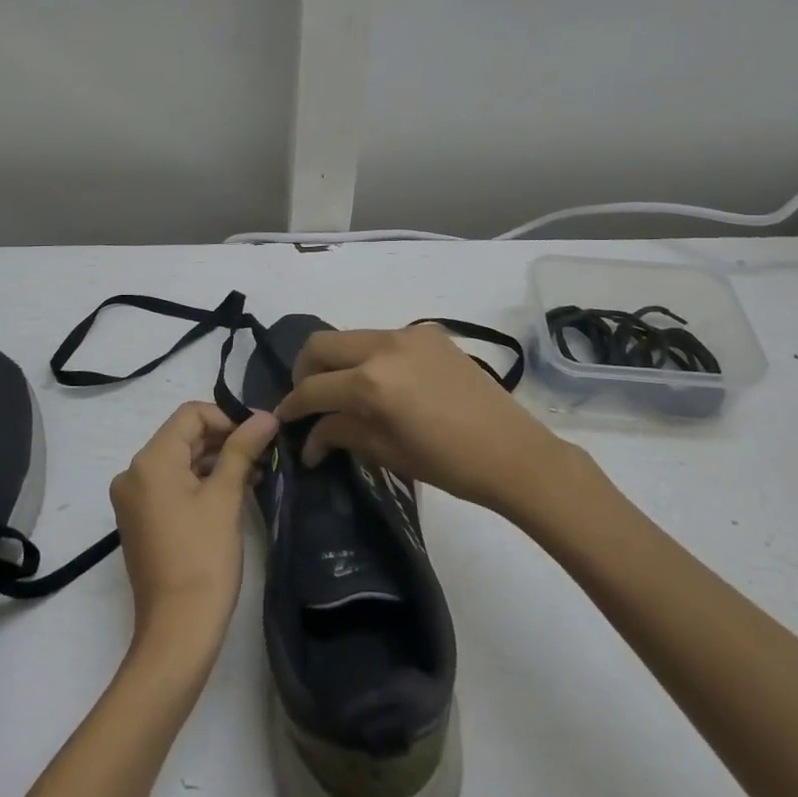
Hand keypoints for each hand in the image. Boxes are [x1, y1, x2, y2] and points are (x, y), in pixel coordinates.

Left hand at [109, 403, 278, 658]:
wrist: (177, 631)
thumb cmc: (203, 558)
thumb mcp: (226, 497)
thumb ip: (243, 449)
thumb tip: (266, 415)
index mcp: (150, 461)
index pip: (191, 415)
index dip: (227, 418)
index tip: (259, 436)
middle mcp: (133, 473)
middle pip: (184, 436)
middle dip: (224, 440)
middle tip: (264, 455)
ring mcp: (134, 499)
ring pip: (180, 461)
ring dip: (216, 462)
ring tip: (255, 475)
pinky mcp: (141, 520)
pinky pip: (172, 485)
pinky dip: (201, 483)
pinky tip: (233, 493)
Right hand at [273, 324, 567, 511]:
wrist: (513, 452)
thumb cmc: (449, 464)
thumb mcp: (387, 452)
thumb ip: (342, 433)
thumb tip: (309, 439)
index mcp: (372, 381)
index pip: (314, 388)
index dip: (292, 405)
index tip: (283, 420)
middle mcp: (384, 345)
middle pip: (321, 344)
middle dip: (304, 371)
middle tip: (308, 399)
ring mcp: (408, 334)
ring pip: (350, 337)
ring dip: (336, 361)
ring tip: (342, 392)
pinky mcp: (428, 333)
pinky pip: (382, 338)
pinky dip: (367, 356)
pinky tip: (379, 383)